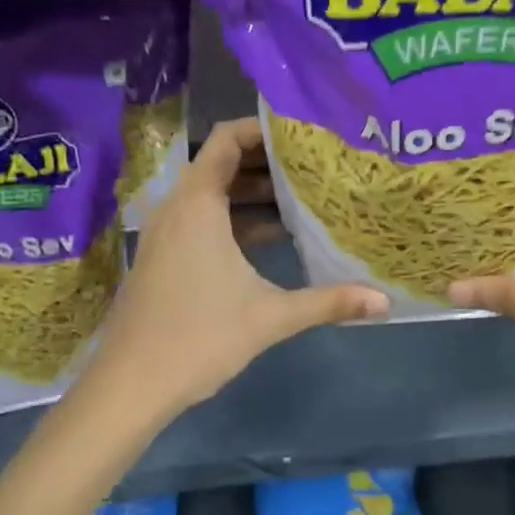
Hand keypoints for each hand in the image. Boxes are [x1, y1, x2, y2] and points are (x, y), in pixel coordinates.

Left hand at [87, 118, 386, 422]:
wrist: (129, 386)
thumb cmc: (198, 338)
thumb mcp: (271, 317)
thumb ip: (328, 302)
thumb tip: (385, 303)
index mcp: (198, 206)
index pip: (226, 139)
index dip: (262, 127)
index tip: (303, 131)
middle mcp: (178, 208)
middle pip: (223, 163)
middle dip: (268, 160)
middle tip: (315, 161)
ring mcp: (168, 233)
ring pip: (214, 193)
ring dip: (254, 191)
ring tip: (304, 193)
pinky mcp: (167, 256)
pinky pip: (205, 218)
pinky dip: (237, 217)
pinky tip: (275, 234)